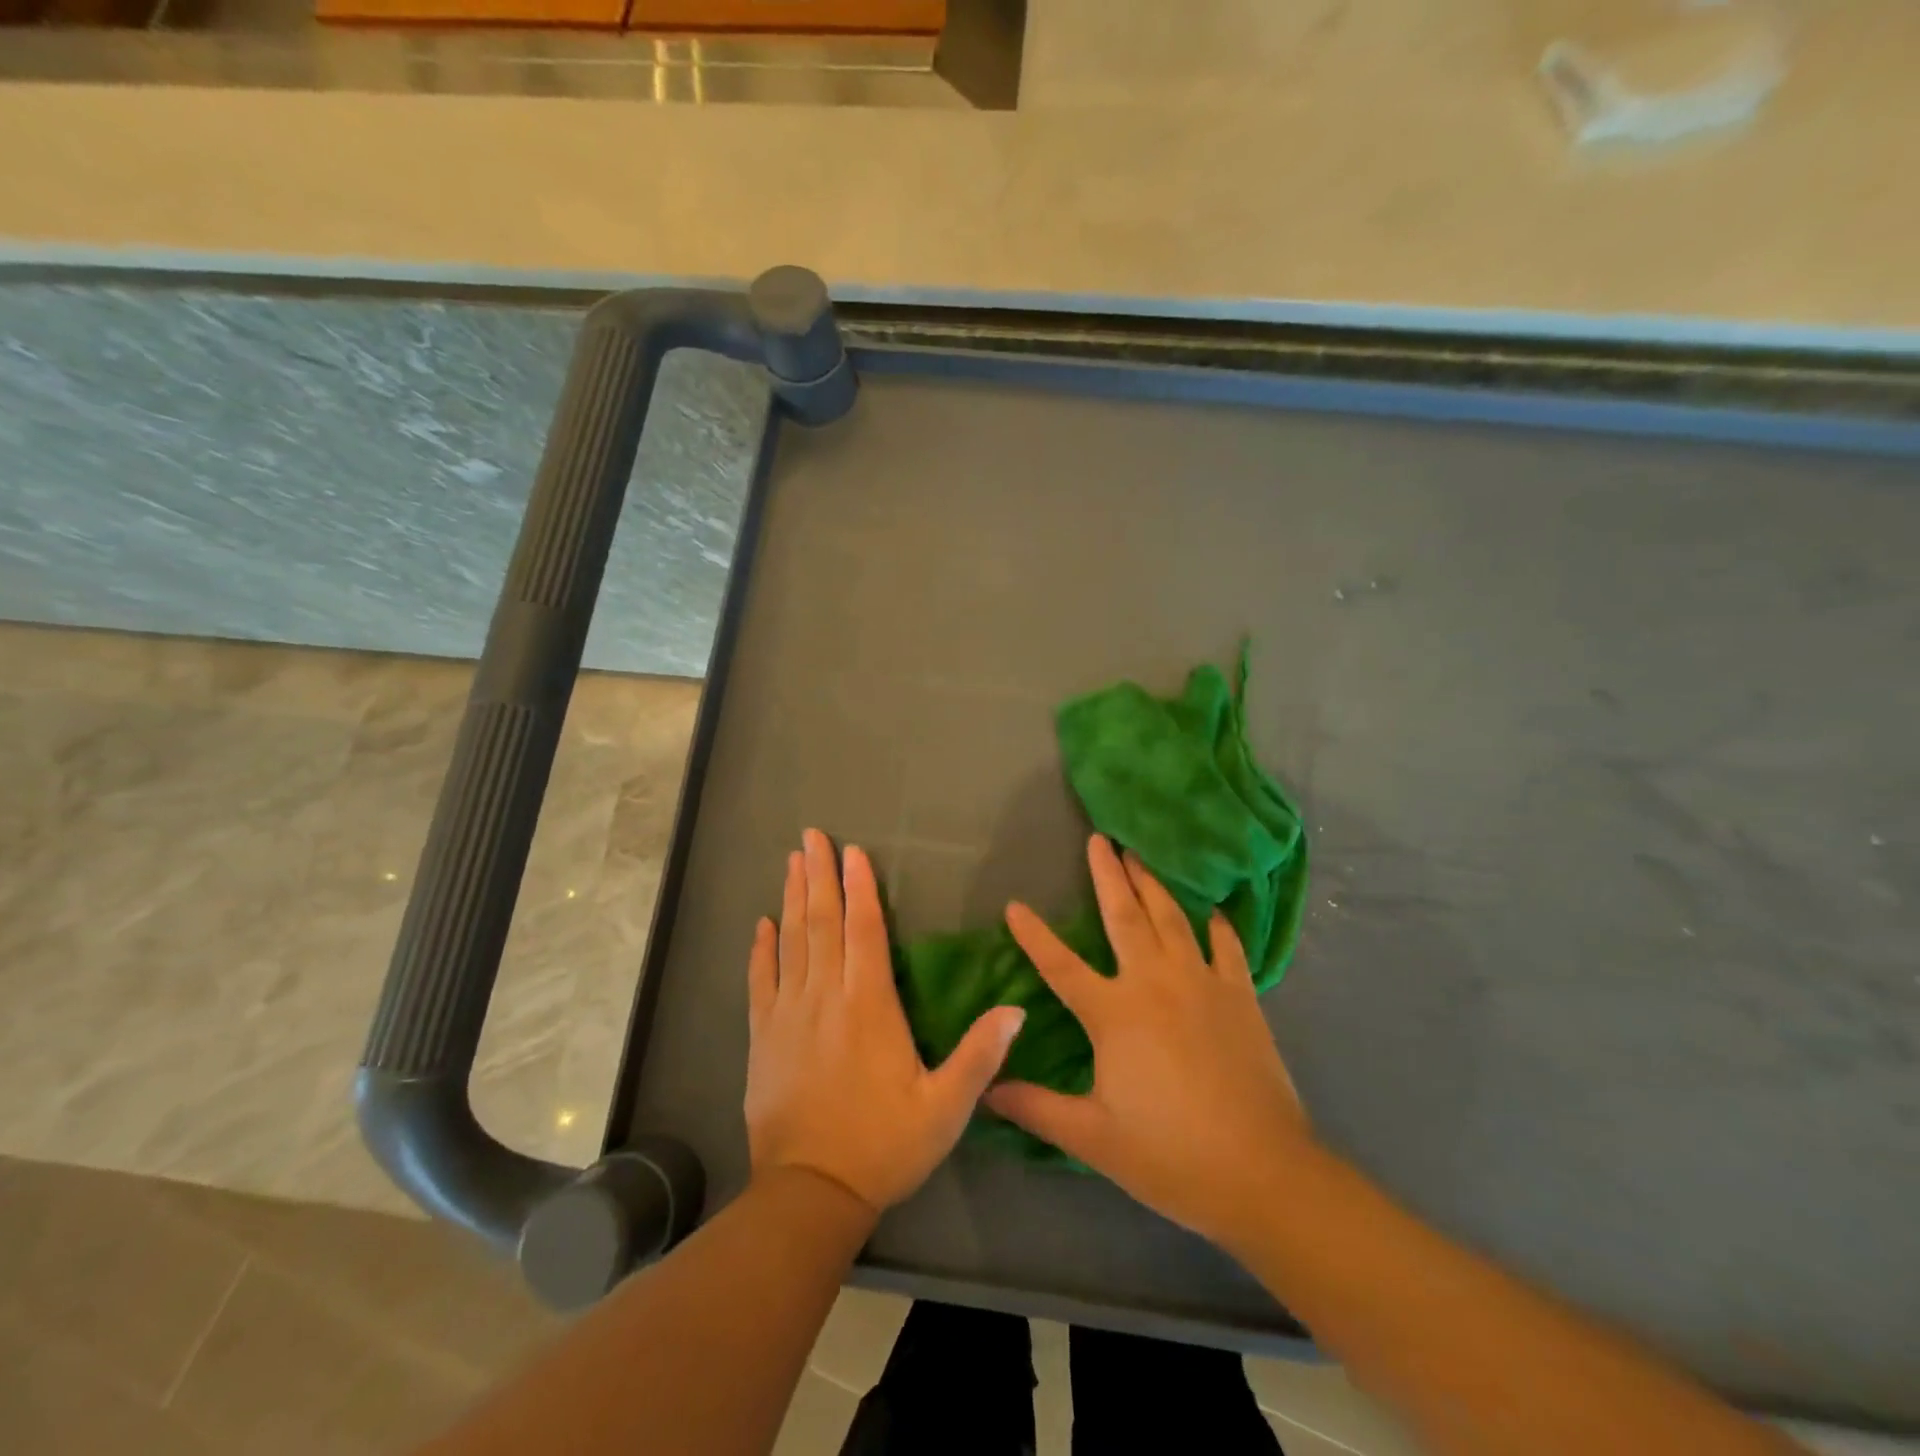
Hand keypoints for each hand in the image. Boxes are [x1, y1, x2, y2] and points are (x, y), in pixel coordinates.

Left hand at [745, 829, 1026, 1213]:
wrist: (810, 1193)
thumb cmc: (884, 1146)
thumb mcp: (945, 1108)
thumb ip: (980, 1056)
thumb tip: (1017, 1009)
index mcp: (870, 1006)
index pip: (865, 930)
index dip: (861, 887)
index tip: (853, 852)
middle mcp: (826, 998)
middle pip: (822, 923)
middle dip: (819, 875)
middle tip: (811, 836)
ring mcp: (788, 1015)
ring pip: (791, 942)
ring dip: (792, 898)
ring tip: (791, 861)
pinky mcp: (763, 1037)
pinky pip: (760, 981)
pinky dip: (761, 949)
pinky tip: (762, 924)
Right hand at [984, 834, 1312, 1248]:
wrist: (1262, 1172)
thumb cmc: (1169, 1155)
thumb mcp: (1092, 1137)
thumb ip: (1036, 1108)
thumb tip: (987, 1090)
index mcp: (1114, 1013)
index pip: (1060, 964)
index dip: (1034, 935)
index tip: (1014, 905)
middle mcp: (1155, 983)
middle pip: (1124, 916)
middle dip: (1108, 875)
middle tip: (1099, 839)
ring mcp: (1202, 984)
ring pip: (1171, 919)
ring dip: (1153, 884)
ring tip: (1139, 856)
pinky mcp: (1240, 997)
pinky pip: (1226, 948)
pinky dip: (1218, 926)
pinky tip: (1212, 912)